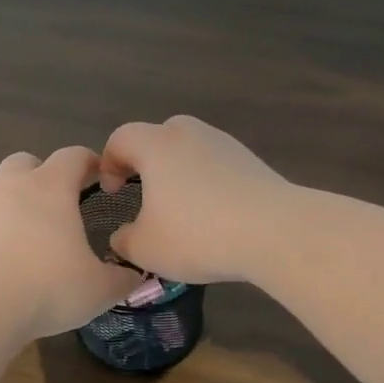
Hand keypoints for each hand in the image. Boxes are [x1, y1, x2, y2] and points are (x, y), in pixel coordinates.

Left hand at [0, 146, 142, 339]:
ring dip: (16, 201)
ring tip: (32, 232)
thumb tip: (133, 276)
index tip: (100, 176)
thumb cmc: (48, 287)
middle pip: (26, 162)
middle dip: (43, 174)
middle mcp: (12, 186)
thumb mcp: (99, 289)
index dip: (89, 161)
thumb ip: (121, 279)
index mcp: (50, 187)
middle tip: (60, 201)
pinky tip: (7, 258)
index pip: (73, 156)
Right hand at [98, 116, 293, 283]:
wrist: (275, 232)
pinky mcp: (251, 160)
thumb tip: (124, 236)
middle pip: (157, 137)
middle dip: (145, 163)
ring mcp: (224, 144)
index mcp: (156, 145)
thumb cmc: (197, 235)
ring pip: (189, 151)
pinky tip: (213, 216)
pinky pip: (215, 166)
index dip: (108, 164)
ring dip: (178, 174)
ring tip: (180, 210)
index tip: (112, 192)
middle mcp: (189, 133)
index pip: (120, 139)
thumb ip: (124, 240)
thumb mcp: (145, 249)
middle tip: (143, 194)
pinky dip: (206, 183)